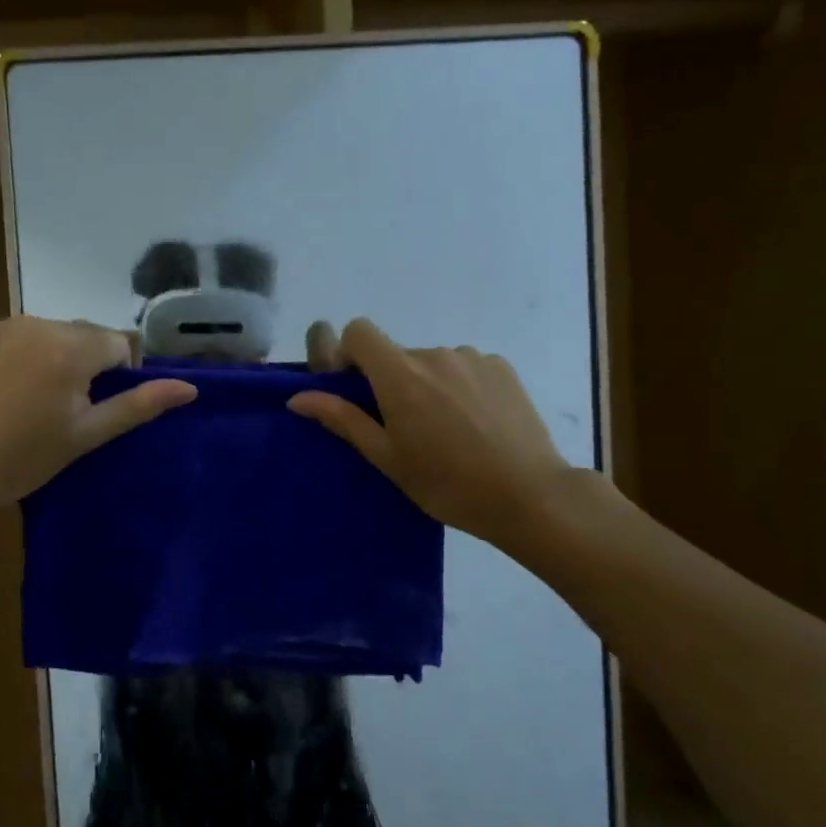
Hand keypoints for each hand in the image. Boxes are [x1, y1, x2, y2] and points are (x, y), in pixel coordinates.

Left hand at [0, 317, 196, 520]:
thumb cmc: (22, 458)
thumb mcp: (87, 435)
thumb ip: (139, 405)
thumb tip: (191, 389)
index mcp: (71, 346)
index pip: (119, 344)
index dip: (119, 377)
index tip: (97, 411)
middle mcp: (38, 323)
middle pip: (85, 335)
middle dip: (88, 364)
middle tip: (68, 411)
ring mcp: (1, 328)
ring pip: (51, 334)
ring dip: (56, 358)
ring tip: (35, 404)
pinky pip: (17, 339)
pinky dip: (23, 357)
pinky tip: (5, 394)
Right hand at [292, 319, 602, 558]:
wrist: (528, 495)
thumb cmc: (447, 484)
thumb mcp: (387, 457)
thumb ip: (342, 420)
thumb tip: (297, 397)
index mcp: (400, 375)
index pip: (359, 331)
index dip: (350, 353)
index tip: (357, 388)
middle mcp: (434, 354)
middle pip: (396, 354)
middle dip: (391, 381)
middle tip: (407, 428)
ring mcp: (472, 358)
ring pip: (432, 362)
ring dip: (428, 384)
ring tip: (447, 430)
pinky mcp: (501, 367)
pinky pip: (464, 367)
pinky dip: (459, 386)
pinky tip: (476, 424)